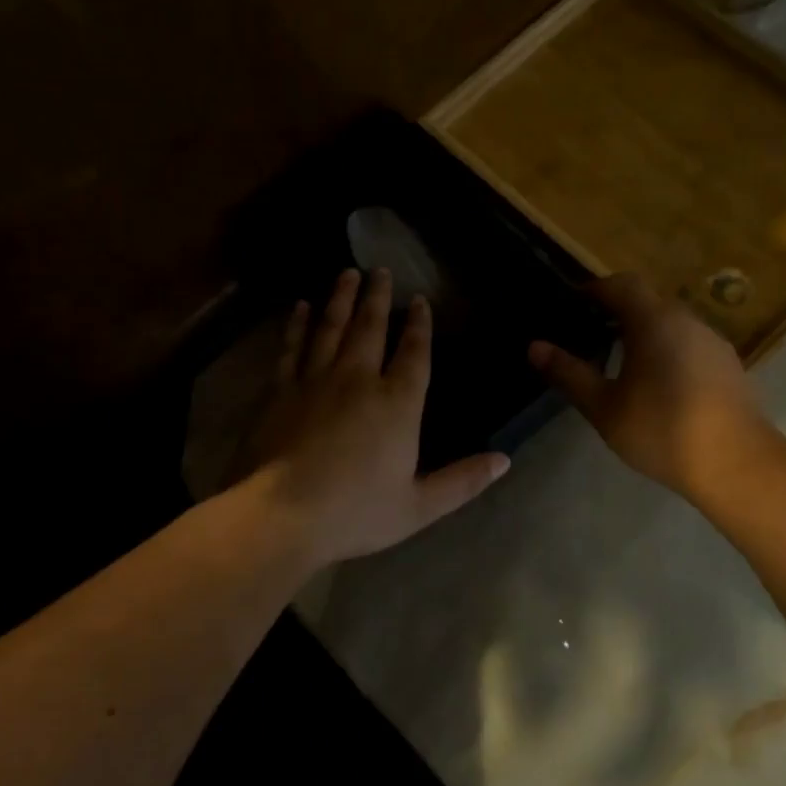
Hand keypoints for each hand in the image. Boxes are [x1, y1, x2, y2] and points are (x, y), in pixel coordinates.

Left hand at [248, 268, 508, 566]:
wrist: (283, 515)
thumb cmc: (357, 512)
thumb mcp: (420, 505)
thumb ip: (463, 480)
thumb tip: (505, 461)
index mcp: (397, 404)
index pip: (414, 354)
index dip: (420, 325)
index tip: (420, 301)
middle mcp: (359, 380)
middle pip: (371, 328)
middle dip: (379, 297)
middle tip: (381, 270)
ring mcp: (316, 380)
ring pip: (331, 327)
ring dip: (341, 298)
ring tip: (347, 273)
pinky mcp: (280, 390)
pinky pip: (292, 347)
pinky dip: (297, 325)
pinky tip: (300, 307)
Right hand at [529, 273, 774, 501]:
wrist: (737, 463)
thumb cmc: (662, 430)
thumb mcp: (604, 407)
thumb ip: (569, 374)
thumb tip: (535, 347)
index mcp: (654, 320)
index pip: (620, 284)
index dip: (593, 290)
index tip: (572, 307)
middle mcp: (686, 319)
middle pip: (647, 301)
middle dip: (617, 312)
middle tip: (590, 337)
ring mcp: (712, 340)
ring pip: (670, 323)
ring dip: (644, 332)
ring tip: (620, 363)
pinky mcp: (728, 364)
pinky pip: (688, 343)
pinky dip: (667, 349)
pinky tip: (658, 385)